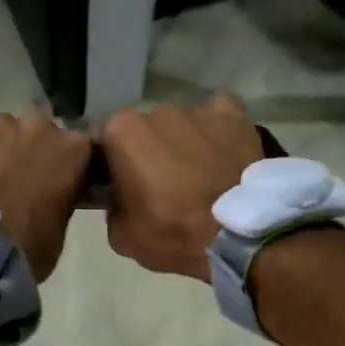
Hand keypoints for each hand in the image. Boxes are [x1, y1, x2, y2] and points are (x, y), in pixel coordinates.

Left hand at [0, 109, 92, 279]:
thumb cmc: (27, 246)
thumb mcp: (60, 226)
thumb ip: (62, 197)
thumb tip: (52, 194)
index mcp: (74, 151)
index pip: (79, 147)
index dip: (66, 163)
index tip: (57, 179)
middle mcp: (41, 127)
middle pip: (40, 130)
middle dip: (32, 149)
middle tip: (18, 178)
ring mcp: (1, 123)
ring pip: (4, 127)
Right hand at [100, 95, 262, 281]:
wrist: (238, 235)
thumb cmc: (172, 233)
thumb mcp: (121, 236)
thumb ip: (113, 206)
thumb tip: (122, 198)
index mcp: (120, 132)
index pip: (105, 143)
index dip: (113, 166)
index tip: (123, 187)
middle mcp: (156, 110)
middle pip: (145, 130)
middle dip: (150, 152)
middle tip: (163, 185)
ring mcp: (197, 109)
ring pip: (182, 125)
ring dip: (184, 144)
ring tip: (200, 175)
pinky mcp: (234, 114)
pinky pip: (218, 119)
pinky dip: (218, 133)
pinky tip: (224, 156)